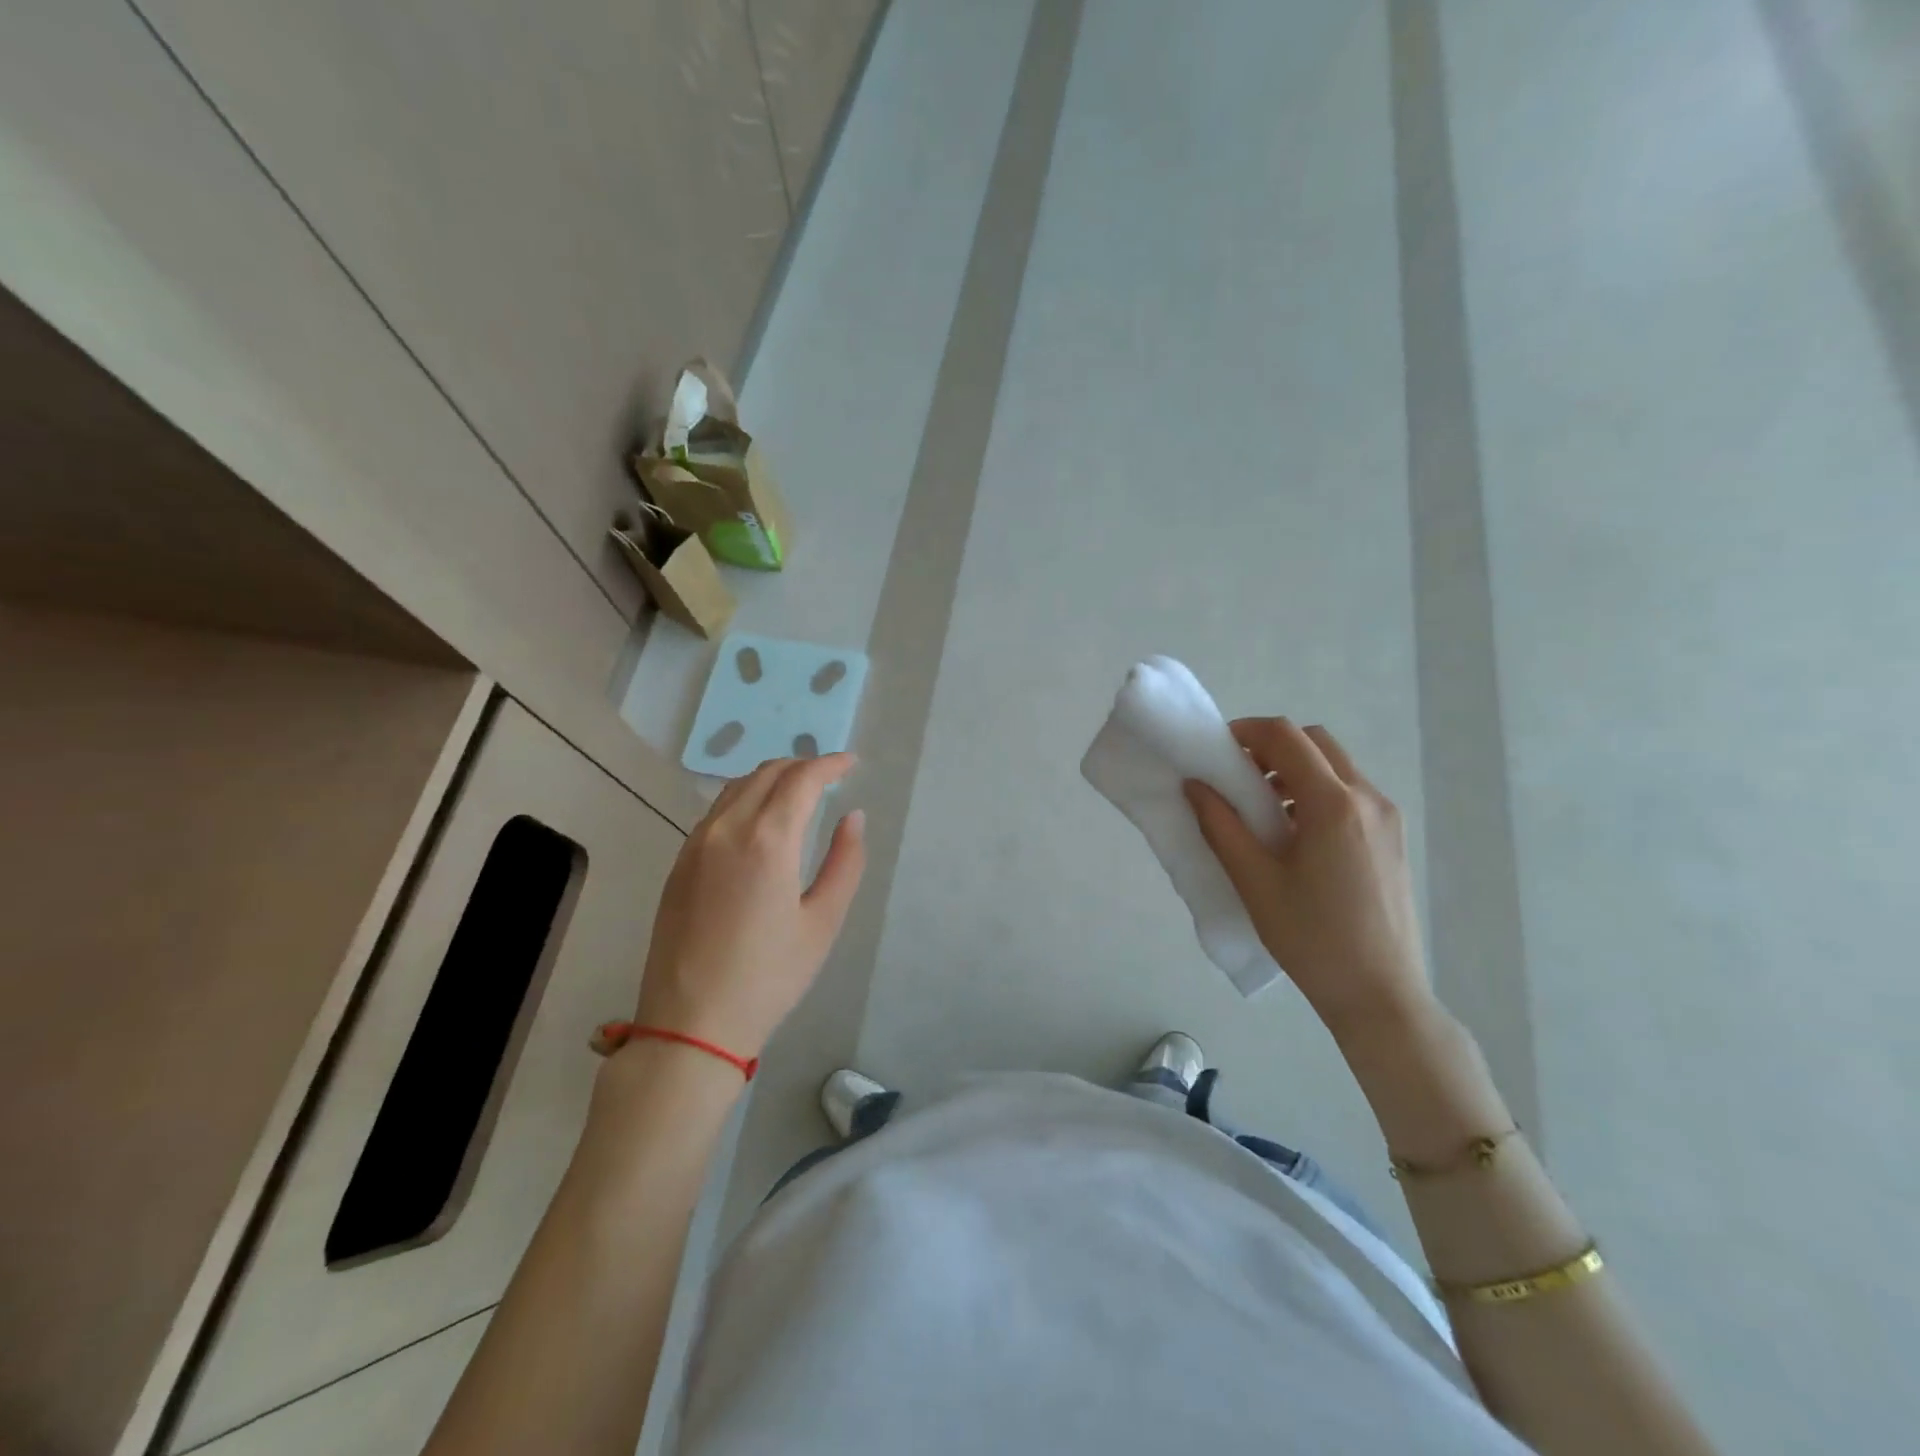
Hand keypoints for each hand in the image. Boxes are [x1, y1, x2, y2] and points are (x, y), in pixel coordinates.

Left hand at [635, 754, 865, 1058]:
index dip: (829, 764)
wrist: (691, 1023)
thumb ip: (845, 862)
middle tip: (829, 776)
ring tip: (798, 792)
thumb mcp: (822, 922)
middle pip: (766, 773)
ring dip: (771, 778)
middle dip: (801, 765)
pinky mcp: (679, 864)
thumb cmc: (769, 977)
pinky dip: (745, 799)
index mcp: (767, 840)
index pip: (801, 779)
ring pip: (736, 788)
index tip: (851, 764)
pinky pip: (716, 812)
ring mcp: (695, 845)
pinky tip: (760, 821)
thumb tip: (853, 817)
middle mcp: (726, 829)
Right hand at [1185, 719, 1431, 1038]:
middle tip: (1237, 776)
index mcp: (1333, 804)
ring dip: (1294, 769)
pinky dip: (1316, 791)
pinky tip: (1294, 833)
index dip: (1246, 732)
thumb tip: (1195, 784)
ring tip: (1262, 808)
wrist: (1380, 994)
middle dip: (1271, 747)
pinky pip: (1350, 793)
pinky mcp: (1393, 837)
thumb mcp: (1254, 881)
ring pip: (1335, 766)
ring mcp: (1387, 817)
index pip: (1286, 737)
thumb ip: (1220, 825)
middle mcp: (1368, 798)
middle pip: (1315, 741)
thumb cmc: (1311, 938)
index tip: (1216, 750)